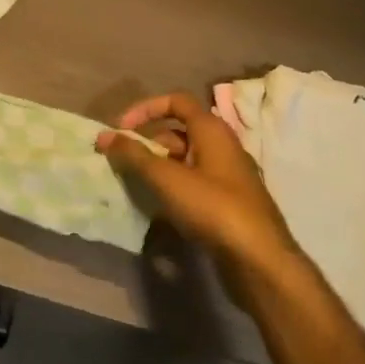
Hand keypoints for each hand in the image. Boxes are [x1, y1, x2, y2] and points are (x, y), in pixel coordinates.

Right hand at [96, 91, 299, 279]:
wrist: (261, 262)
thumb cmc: (213, 208)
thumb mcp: (167, 179)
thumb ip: (134, 155)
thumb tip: (104, 135)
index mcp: (212, 130)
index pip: (176, 101)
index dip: (146, 108)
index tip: (122, 128)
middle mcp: (223, 147)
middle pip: (179, 132)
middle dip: (149, 142)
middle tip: (125, 161)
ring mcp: (229, 177)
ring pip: (186, 161)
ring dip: (159, 167)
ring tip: (137, 185)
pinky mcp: (230, 204)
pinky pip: (195, 184)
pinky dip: (174, 188)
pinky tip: (160, 208)